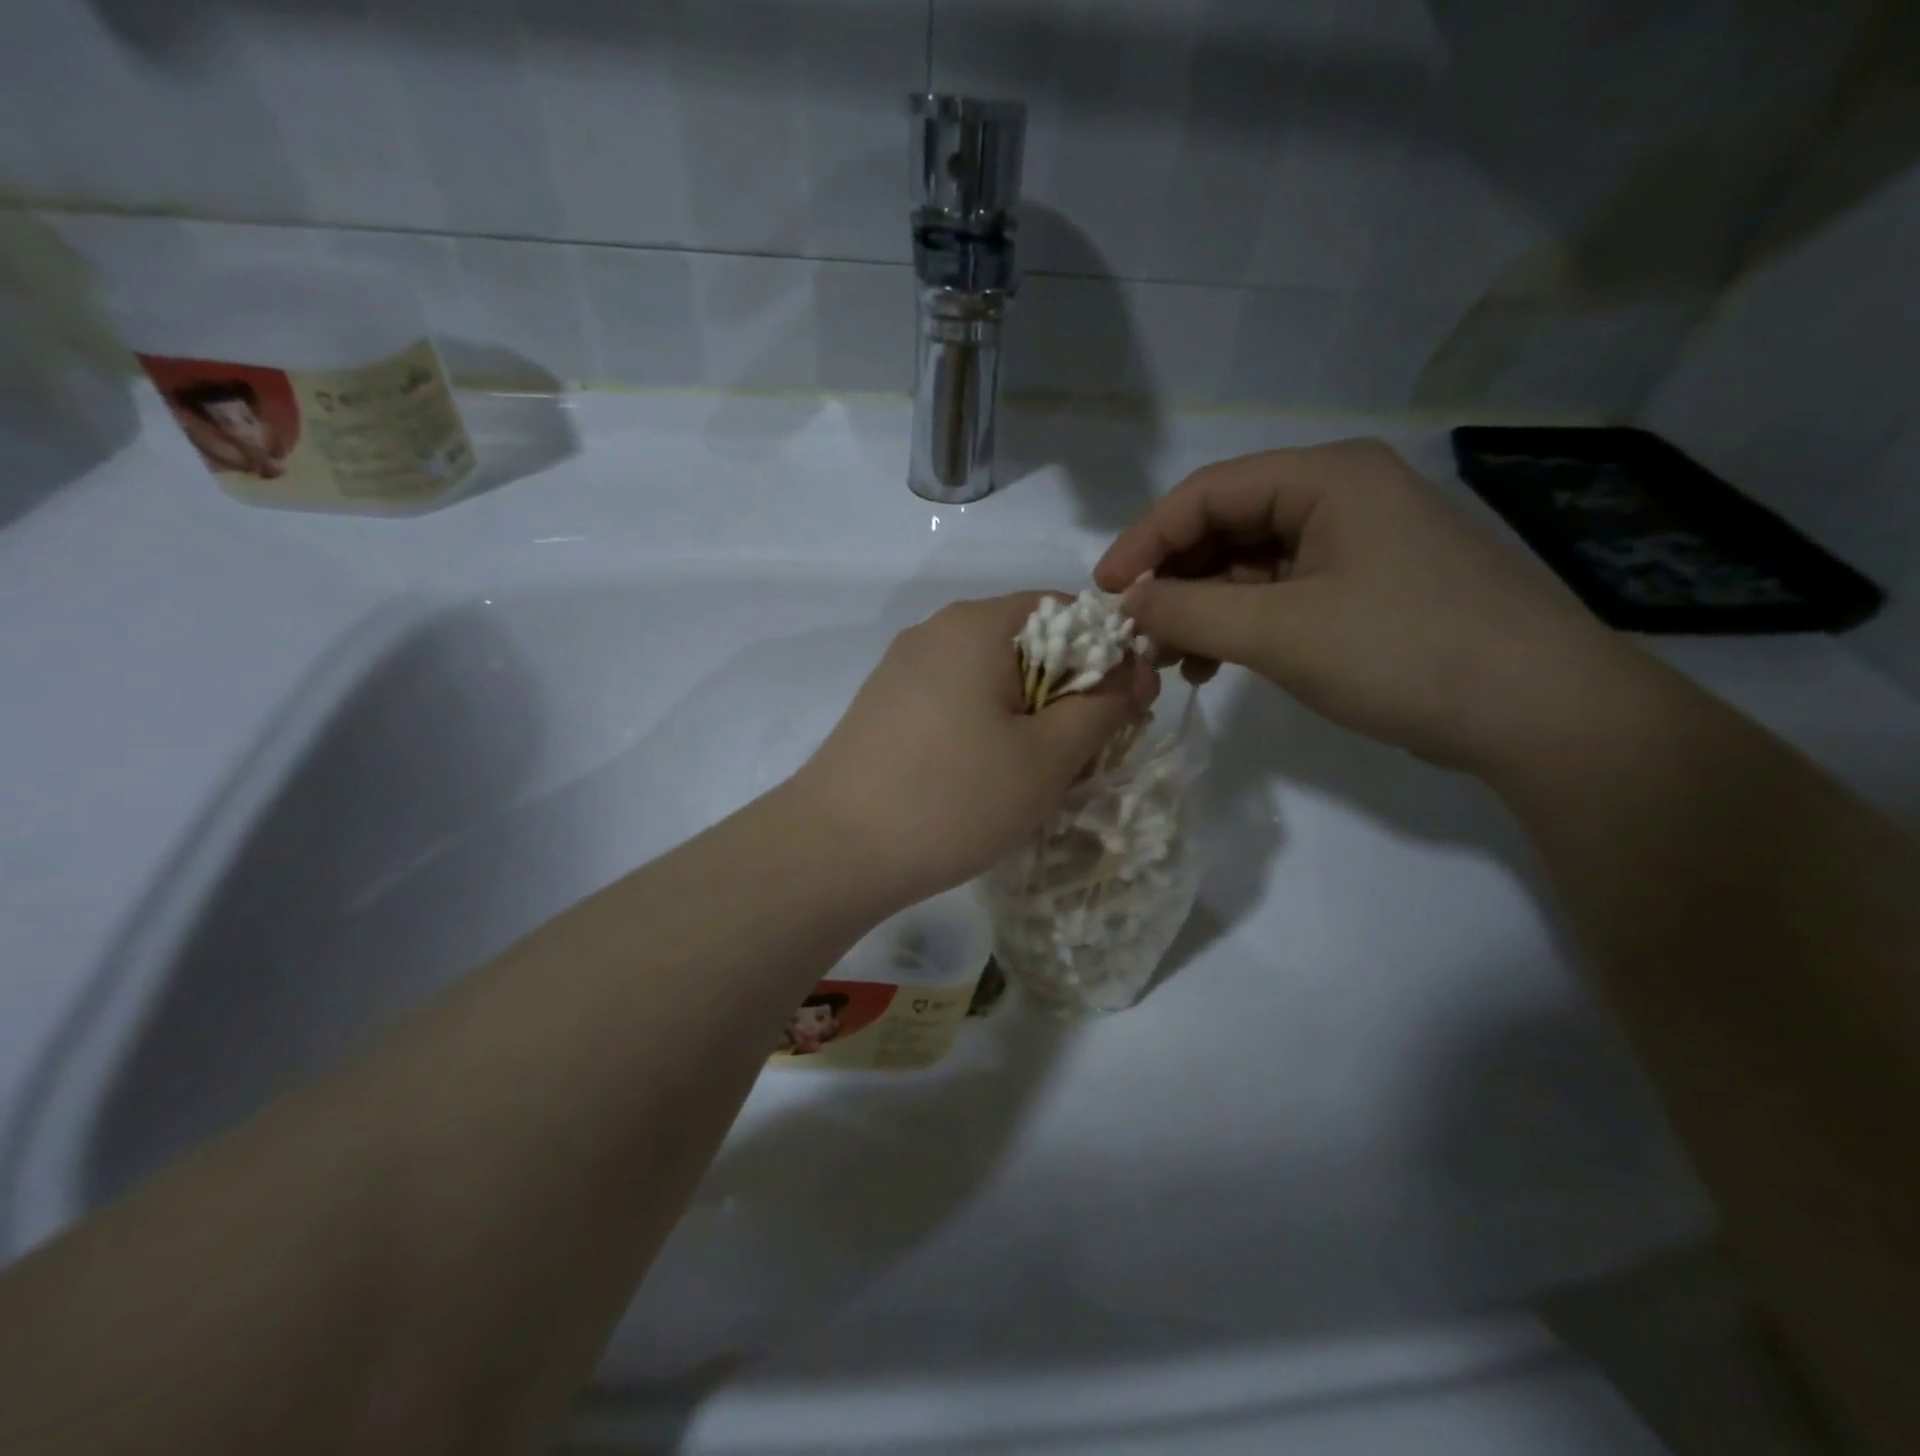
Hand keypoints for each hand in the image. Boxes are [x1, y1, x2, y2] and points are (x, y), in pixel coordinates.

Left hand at [786, 593, 1158, 905]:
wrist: (833, 851)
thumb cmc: (953, 798)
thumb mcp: (1047, 757)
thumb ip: (1103, 705)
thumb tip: (1134, 669)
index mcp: (978, 623)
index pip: (1068, 612)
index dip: (1107, 657)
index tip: (1122, 713)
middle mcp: (936, 630)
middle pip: (1028, 644)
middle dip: (1066, 693)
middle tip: (1080, 755)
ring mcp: (903, 668)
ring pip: (991, 677)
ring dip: (1026, 715)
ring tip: (1031, 775)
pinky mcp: (884, 705)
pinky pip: (955, 700)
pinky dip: (984, 727)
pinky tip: (981, 777)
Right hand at [1095, 439, 1652, 773]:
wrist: (1541, 713)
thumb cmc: (1405, 653)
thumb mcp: (1281, 633)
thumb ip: (1189, 614)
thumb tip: (1126, 606)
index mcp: (1327, 478)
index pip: (1207, 492)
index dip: (1145, 540)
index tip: (1104, 593)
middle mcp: (1342, 496)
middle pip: (1228, 526)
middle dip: (1175, 581)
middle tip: (1138, 634)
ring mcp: (1358, 543)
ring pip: (1251, 565)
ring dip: (1204, 610)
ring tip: (1175, 661)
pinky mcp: (1367, 588)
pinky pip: (1282, 594)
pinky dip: (1242, 626)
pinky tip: (1219, 665)